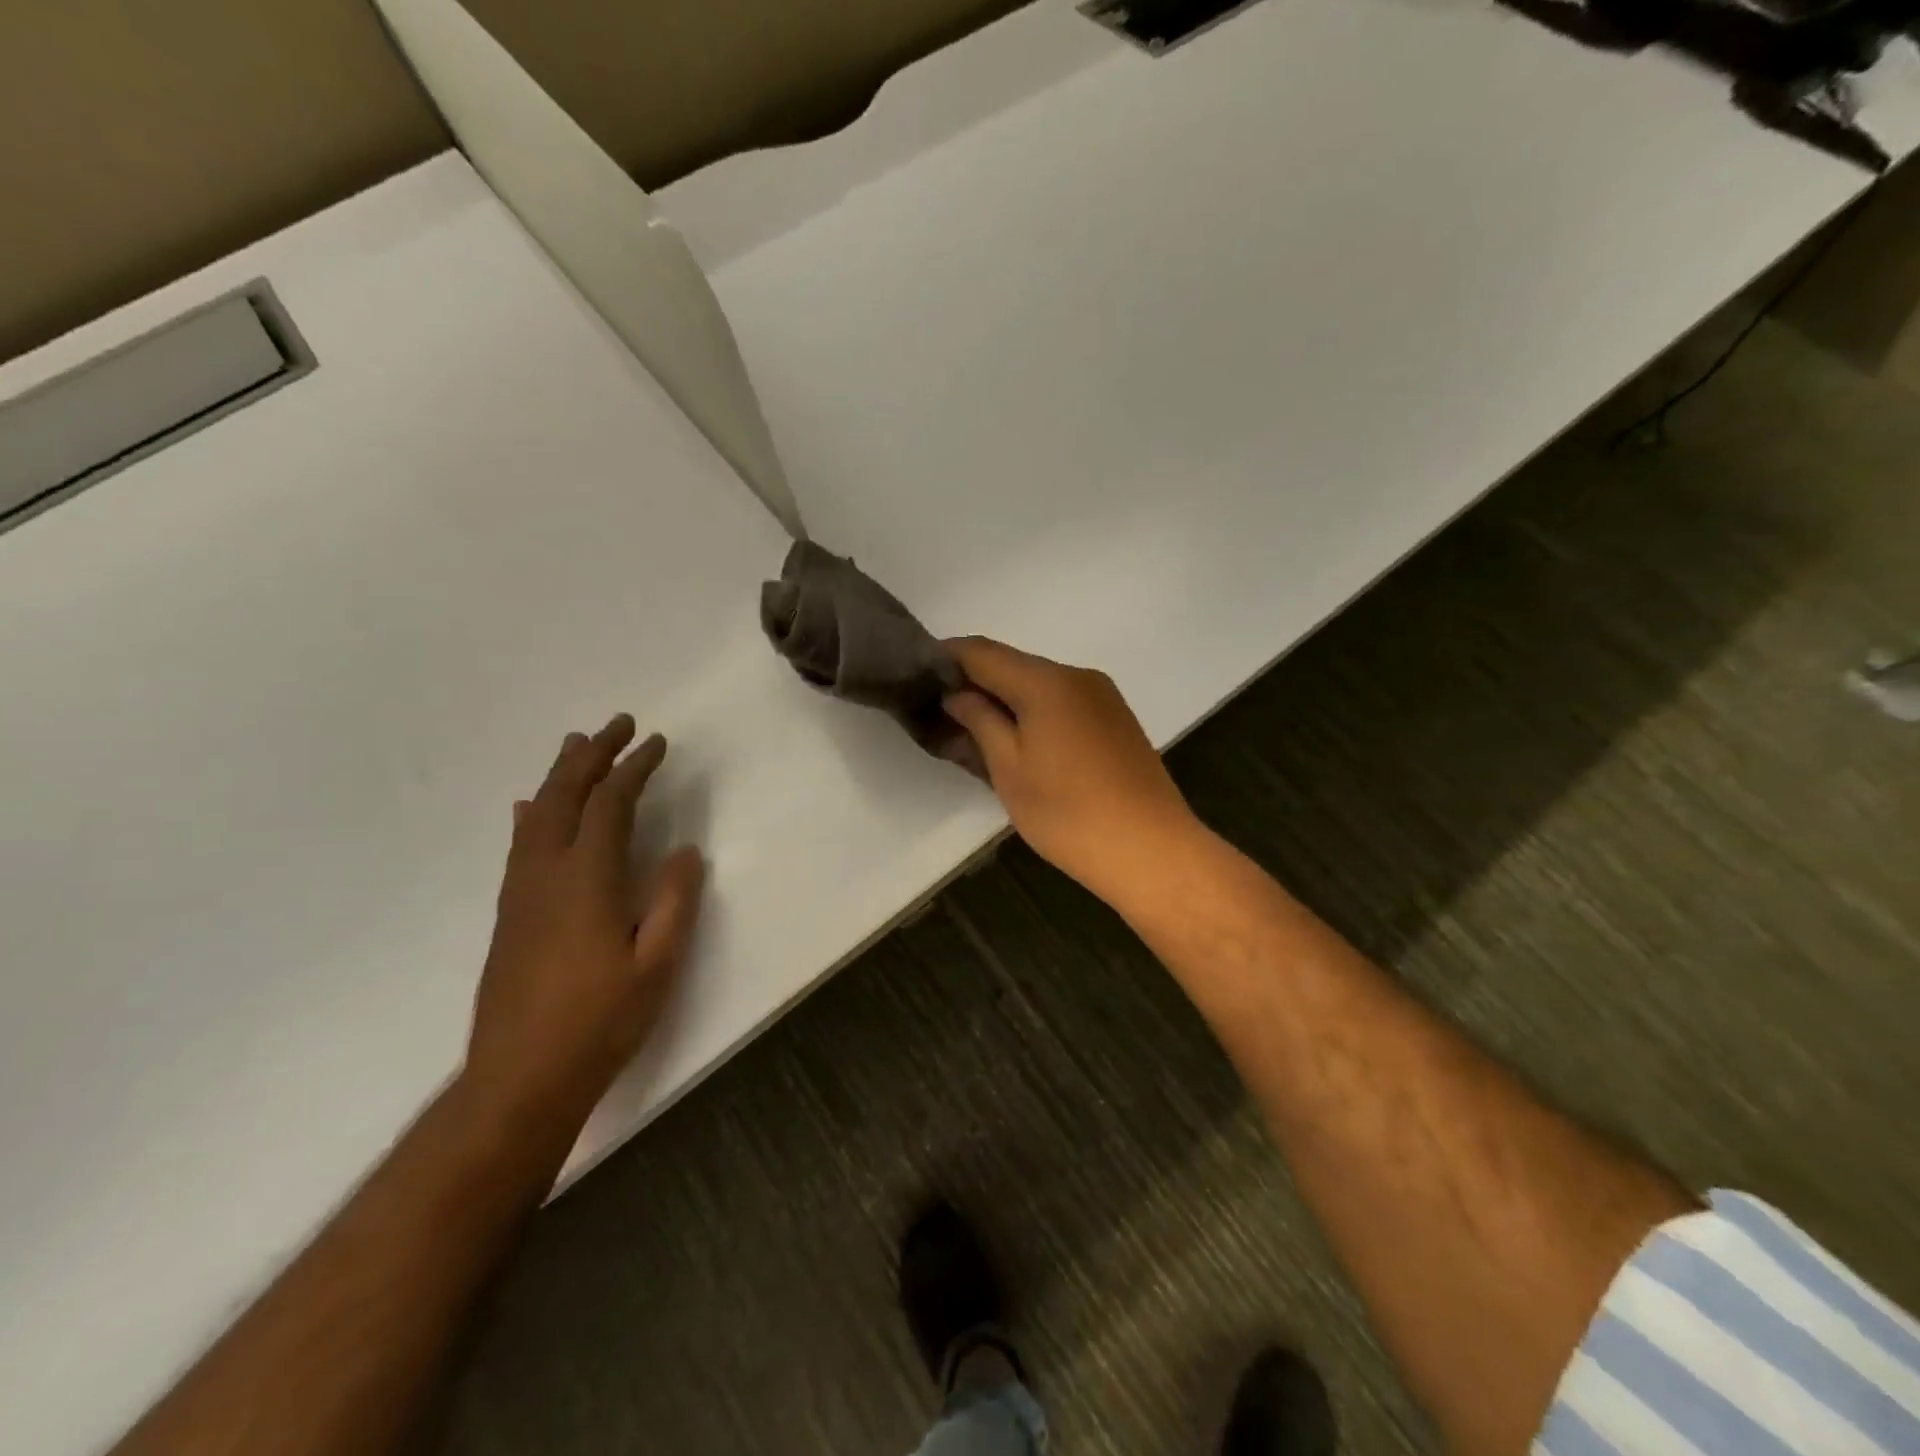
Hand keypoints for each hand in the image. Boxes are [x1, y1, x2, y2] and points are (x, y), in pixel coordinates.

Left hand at [465, 714, 704, 1130]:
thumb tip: (685, 850)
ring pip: (537, 814)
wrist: (520, 1078)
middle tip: (616, 724)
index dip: (634, 768)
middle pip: (565, 796)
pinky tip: (530, 808)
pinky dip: (533, 812)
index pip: (610, 804)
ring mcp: (521, 891)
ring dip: (560, 775)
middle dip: (592, 755)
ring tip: (577, 745)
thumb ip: (674, 901)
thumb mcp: (657, 964)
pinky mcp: (509, 912)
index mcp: (587, 880)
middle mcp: (547, 873)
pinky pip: (520, 842)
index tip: (657, 743)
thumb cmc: (599, 1022)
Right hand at [941, 638, 1199, 903]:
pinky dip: (1035, 713)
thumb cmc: (1068, 813)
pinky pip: (1064, 704)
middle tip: (943, 713)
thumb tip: (957, 695)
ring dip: (1006, 701)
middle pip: (1014, 666)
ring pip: (1041, 686)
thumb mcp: (1009, 769)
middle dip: (976, 683)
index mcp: (1047, 682)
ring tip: (977, 733)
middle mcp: (1078, 676)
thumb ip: (980, 721)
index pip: (983, 652)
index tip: (919, 673)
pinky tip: (1021, 744)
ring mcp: (1103, 698)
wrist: (1152, 850)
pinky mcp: (1117, 721)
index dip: (948, 658)